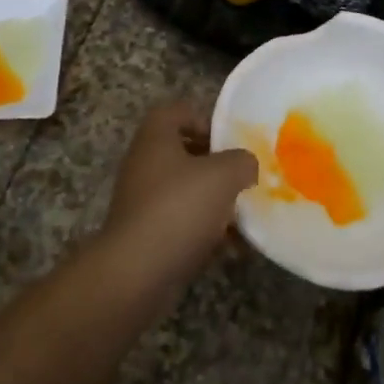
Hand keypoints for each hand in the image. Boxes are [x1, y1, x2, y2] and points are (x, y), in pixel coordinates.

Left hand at [102, 100, 257, 277]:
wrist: (137, 272)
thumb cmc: (180, 208)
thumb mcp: (224, 174)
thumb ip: (242, 161)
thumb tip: (246, 165)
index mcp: (156, 139)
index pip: (176, 111)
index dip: (204, 118)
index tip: (230, 139)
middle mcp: (144, 165)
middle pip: (183, 152)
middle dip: (217, 164)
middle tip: (243, 175)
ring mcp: (143, 202)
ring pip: (186, 190)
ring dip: (215, 200)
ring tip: (245, 213)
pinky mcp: (147, 235)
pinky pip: (183, 223)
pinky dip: (207, 231)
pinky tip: (234, 246)